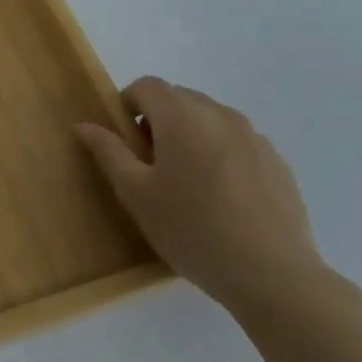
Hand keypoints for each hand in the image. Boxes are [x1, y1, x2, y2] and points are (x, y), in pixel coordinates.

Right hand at [76, 77, 332, 321]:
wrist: (272, 275)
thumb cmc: (191, 230)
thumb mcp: (136, 194)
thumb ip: (109, 152)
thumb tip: (84, 125)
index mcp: (182, 118)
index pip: (148, 86)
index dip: (127, 103)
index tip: (123, 139)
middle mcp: (221, 115)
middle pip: (180, 98)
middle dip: (158, 120)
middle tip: (149, 164)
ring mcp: (255, 137)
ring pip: (210, 119)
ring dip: (189, 135)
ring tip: (186, 183)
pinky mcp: (277, 162)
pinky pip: (237, 142)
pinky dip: (219, 153)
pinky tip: (220, 198)